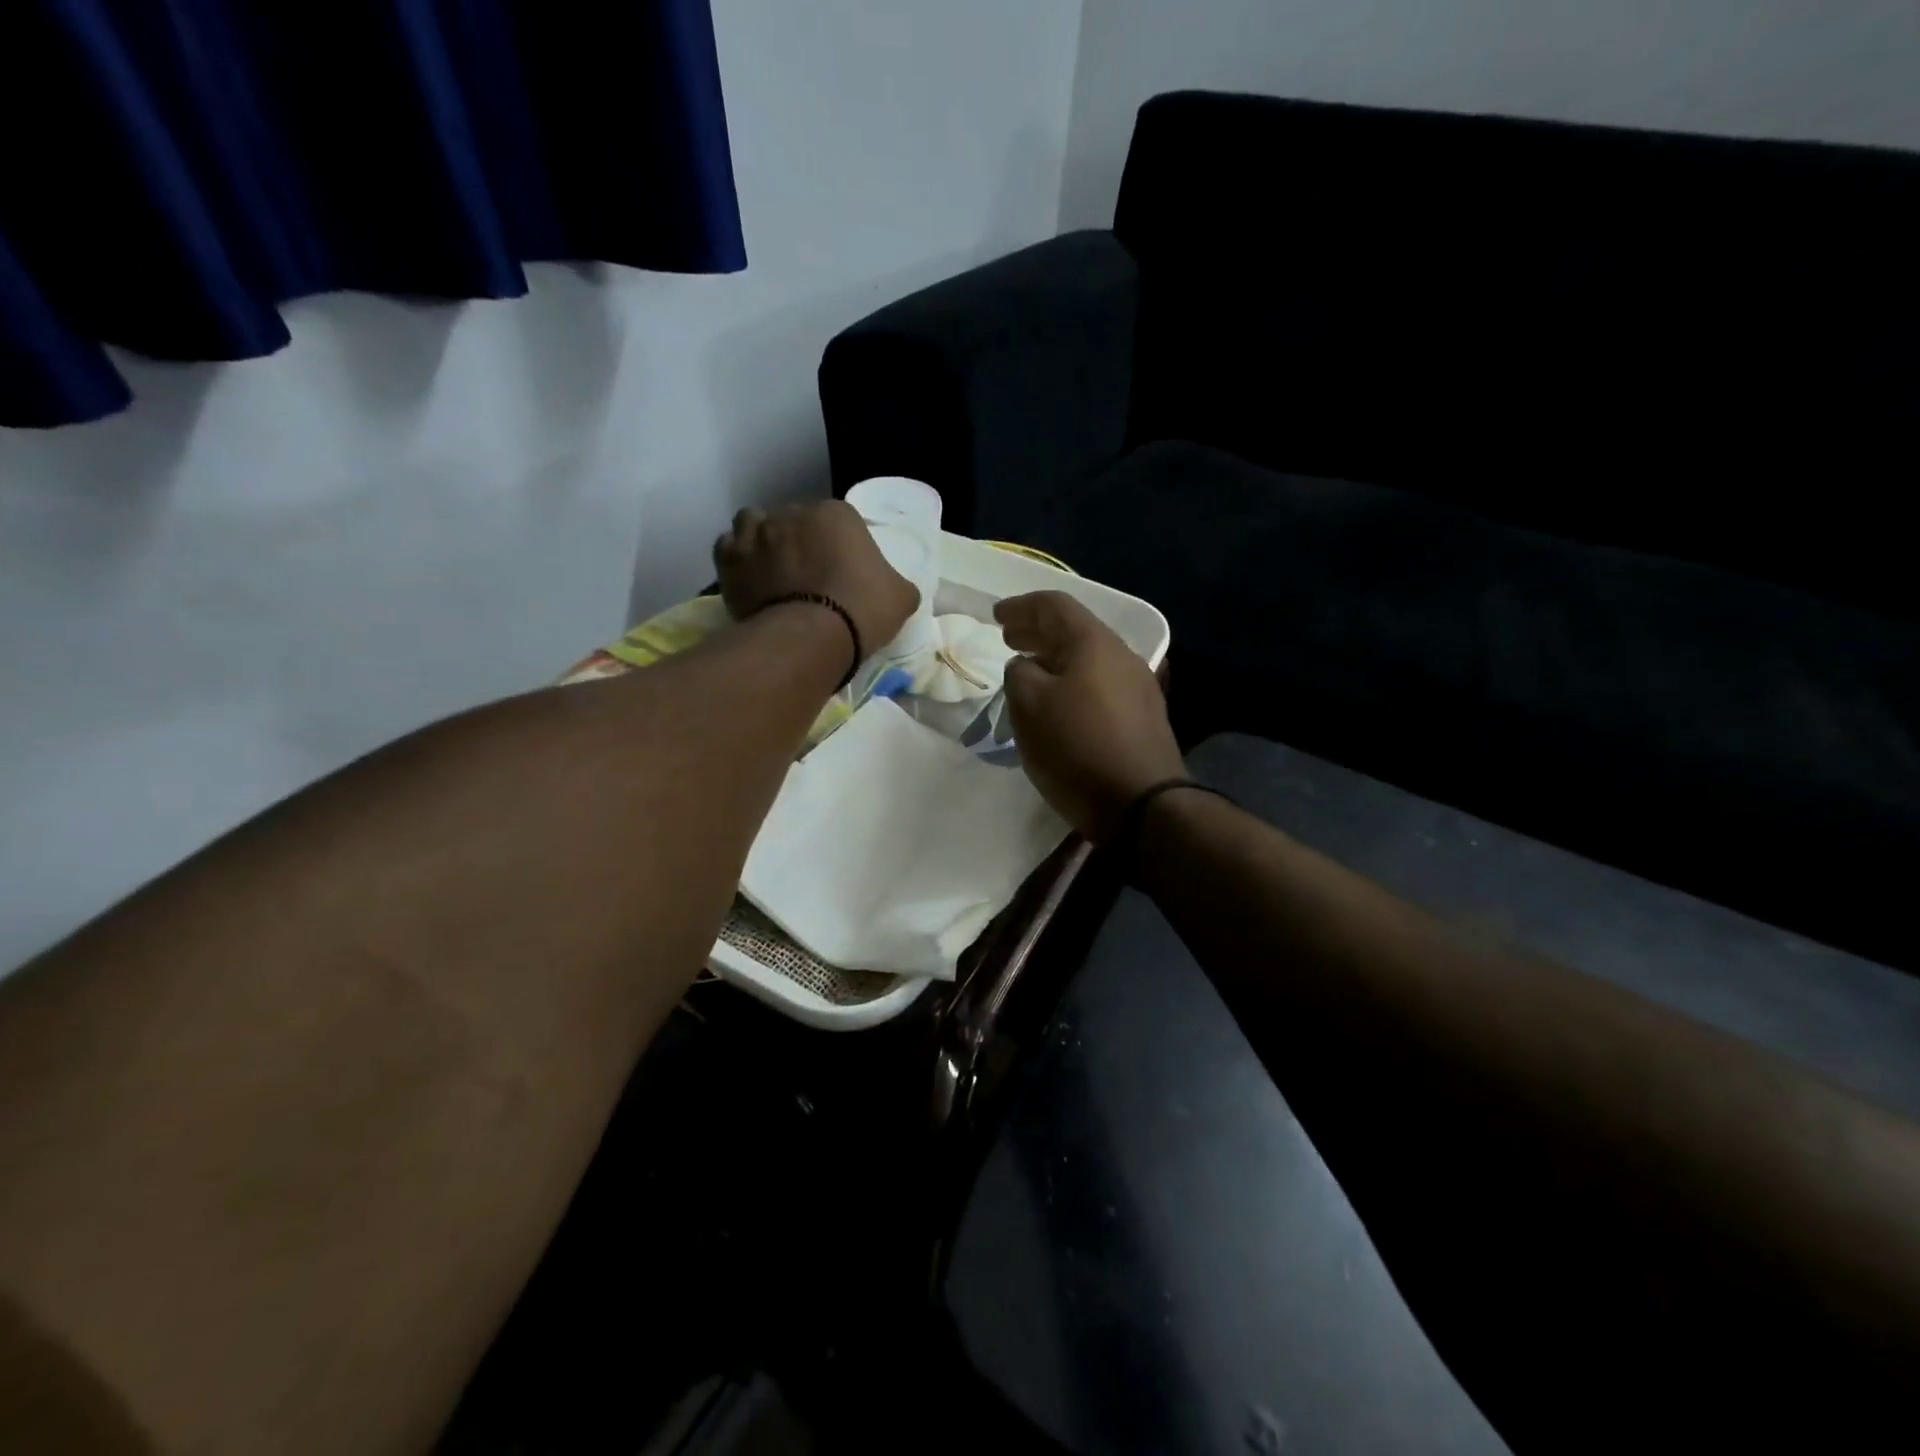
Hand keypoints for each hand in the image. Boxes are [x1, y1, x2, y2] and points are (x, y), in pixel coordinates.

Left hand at [714, 500, 918, 663]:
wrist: (810, 637)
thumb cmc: (862, 610)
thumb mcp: (901, 598)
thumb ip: (898, 585)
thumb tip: (895, 589)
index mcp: (836, 513)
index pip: (838, 521)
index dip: (840, 546)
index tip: (842, 573)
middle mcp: (792, 512)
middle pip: (795, 520)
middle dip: (799, 542)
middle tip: (808, 576)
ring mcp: (756, 533)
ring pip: (755, 524)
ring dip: (762, 540)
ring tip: (771, 569)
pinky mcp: (730, 559)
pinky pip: (728, 547)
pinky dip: (737, 558)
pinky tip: (748, 577)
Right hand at [995, 591, 1185, 842]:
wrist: (1142, 804)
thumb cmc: (1077, 747)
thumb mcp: (1028, 705)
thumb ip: (1018, 673)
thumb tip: (1026, 667)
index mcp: (1094, 643)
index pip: (1054, 605)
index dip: (1021, 606)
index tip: (996, 616)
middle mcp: (1122, 656)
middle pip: (1074, 630)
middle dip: (1038, 631)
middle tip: (1009, 638)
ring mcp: (1139, 687)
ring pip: (1088, 659)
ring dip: (1055, 658)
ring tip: (1029, 670)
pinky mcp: (1143, 717)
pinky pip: (1100, 684)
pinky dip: (1072, 681)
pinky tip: (1059, 703)